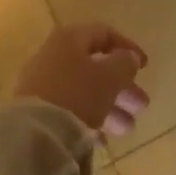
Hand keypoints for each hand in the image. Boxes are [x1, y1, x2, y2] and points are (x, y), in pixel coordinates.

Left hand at [14, 23, 150, 137]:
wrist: (30, 136)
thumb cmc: (76, 95)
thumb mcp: (110, 76)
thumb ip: (124, 63)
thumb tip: (128, 58)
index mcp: (71, 39)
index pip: (105, 34)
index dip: (128, 48)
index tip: (144, 67)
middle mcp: (54, 56)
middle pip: (95, 66)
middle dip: (122, 86)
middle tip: (141, 105)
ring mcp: (42, 85)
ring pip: (84, 91)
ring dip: (110, 107)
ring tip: (127, 128)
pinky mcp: (35, 112)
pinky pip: (69, 110)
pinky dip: (88, 120)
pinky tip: (102, 140)